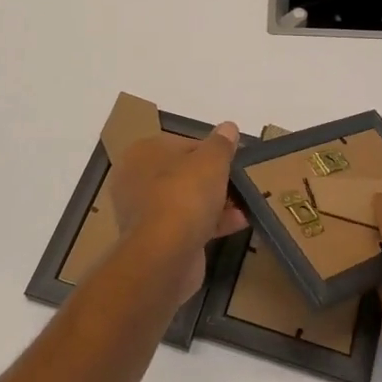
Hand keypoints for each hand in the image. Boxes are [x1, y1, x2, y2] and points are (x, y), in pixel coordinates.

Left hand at [108, 124, 248, 306]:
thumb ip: (221, 143)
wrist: (165, 254)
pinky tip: (239, 223)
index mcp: (143, 153)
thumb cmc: (185, 195)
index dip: (210, 151)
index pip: (182, 144)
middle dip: (213, 179)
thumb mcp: (211, 160)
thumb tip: (229, 127)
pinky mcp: (156, 240)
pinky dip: (211, 223)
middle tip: (239, 182)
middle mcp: (137, 180)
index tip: (231, 160)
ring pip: (186, 200)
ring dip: (216, 202)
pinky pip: (187, 224)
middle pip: (183, 173)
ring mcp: (144, 212)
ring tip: (245, 204)